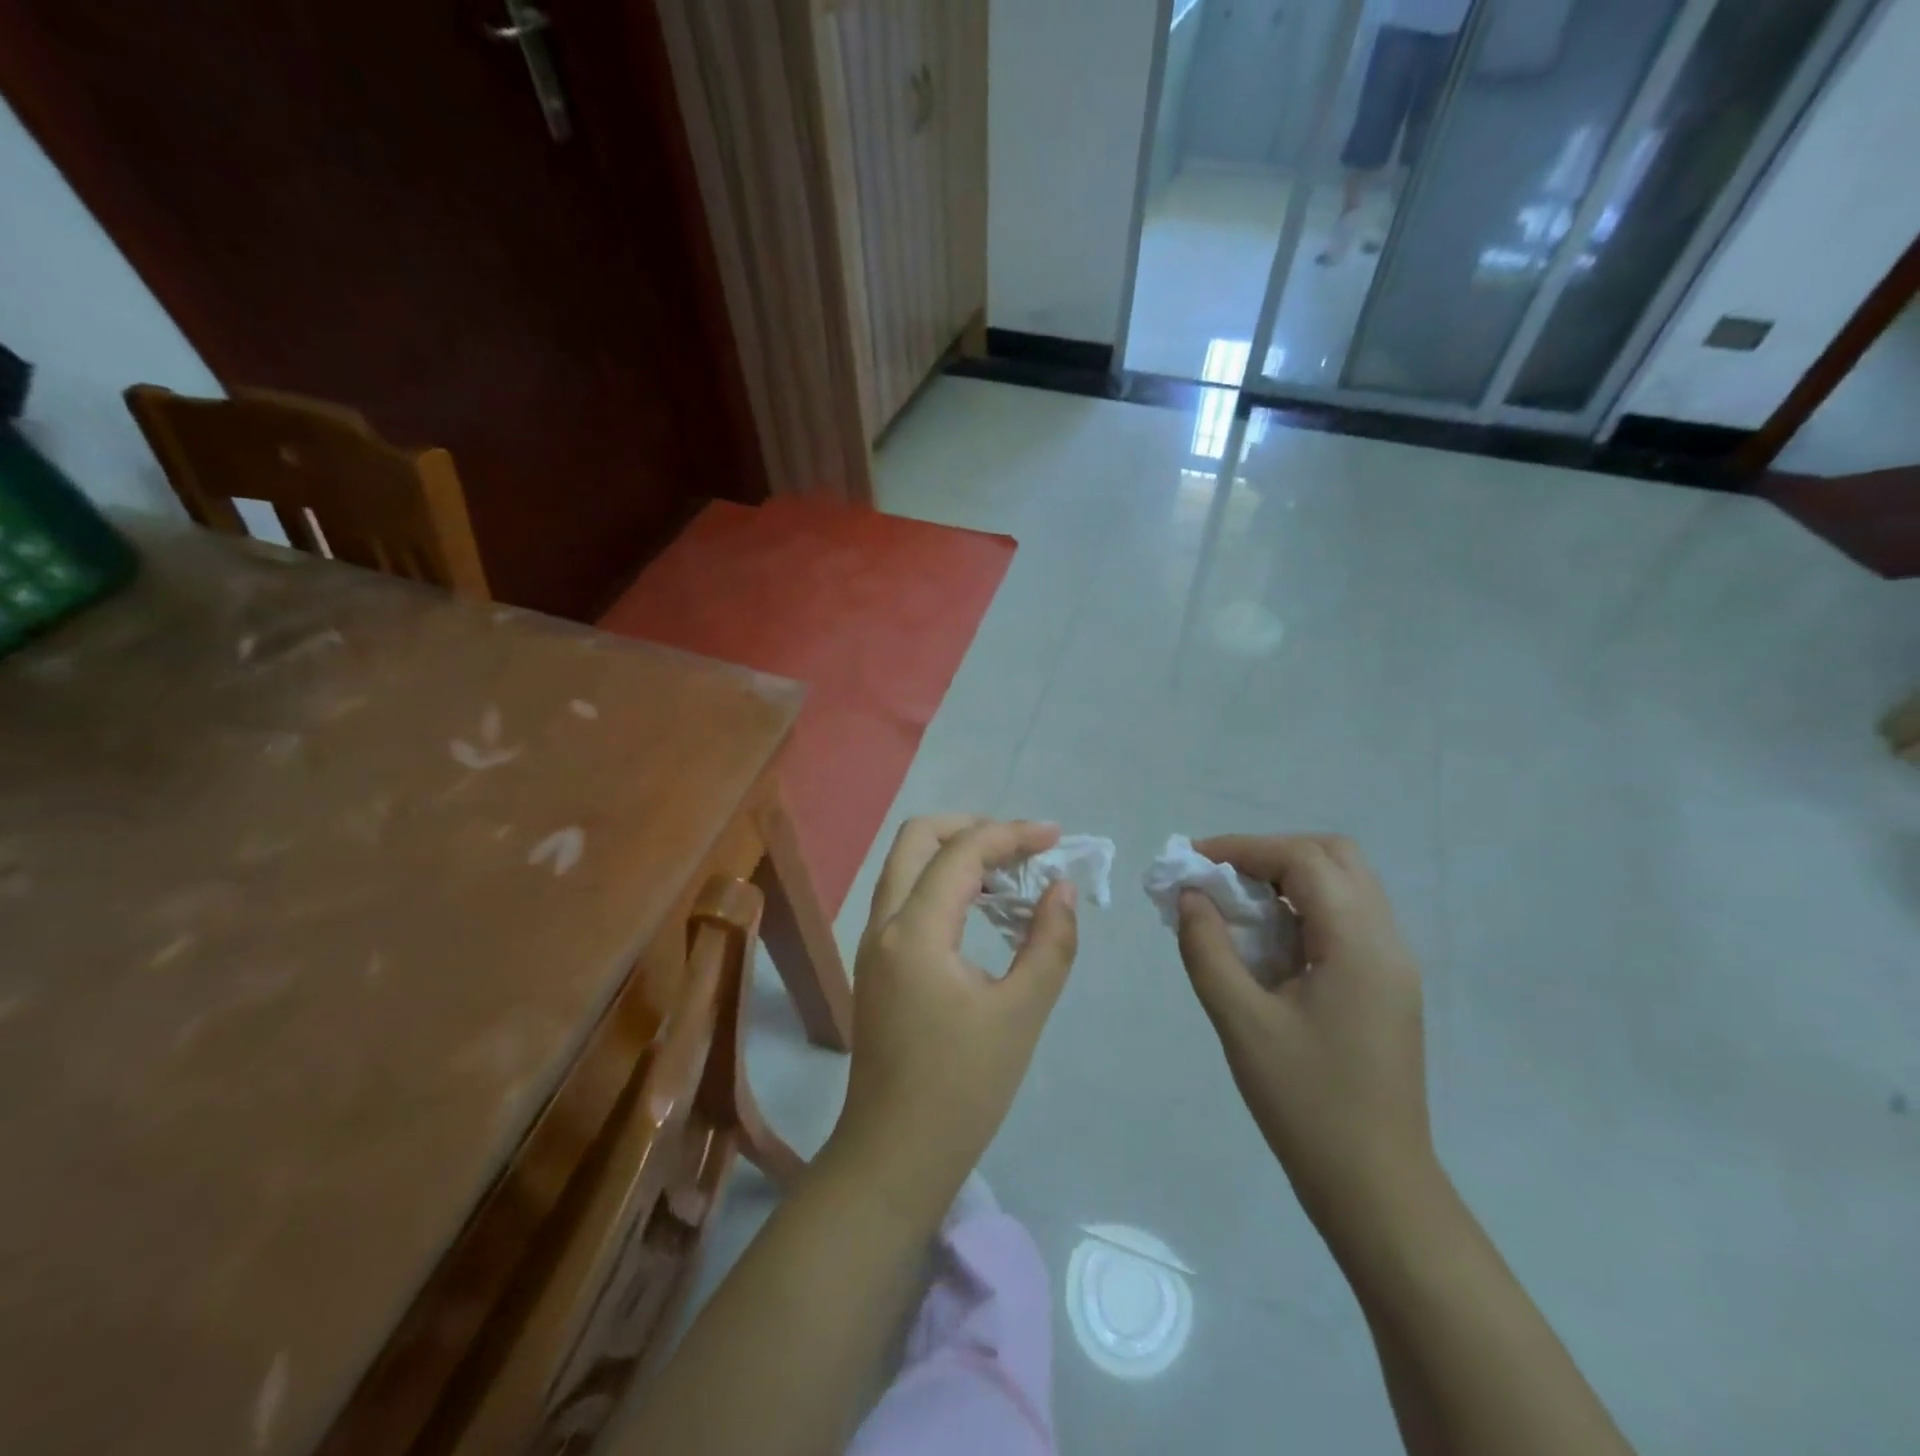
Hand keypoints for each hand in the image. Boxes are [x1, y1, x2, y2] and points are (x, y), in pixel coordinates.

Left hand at [824, 816, 1079, 1229]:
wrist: (895, 1154)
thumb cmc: (964, 1088)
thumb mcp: (1021, 1013)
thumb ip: (1049, 942)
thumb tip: (1061, 887)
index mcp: (915, 931)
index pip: (961, 853)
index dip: (1011, 835)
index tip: (1055, 837)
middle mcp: (883, 923)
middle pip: (916, 839)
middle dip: (971, 828)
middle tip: (1021, 845)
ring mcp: (872, 943)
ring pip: (905, 866)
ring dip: (954, 854)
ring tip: (1009, 873)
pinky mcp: (876, 963)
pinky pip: (905, 897)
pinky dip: (941, 883)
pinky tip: (981, 907)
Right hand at [1175, 834, 1433, 1232]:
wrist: (1374, 1187)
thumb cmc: (1305, 1103)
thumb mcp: (1241, 1022)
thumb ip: (1208, 949)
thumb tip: (1189, 897)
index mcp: (1359, 945)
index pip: (1304, 860)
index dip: (1244, 848)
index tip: (1192, 861)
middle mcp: (1387, 942)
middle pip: (1334, 857)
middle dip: (1271, 855)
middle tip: (1220, 879)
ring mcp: (1392, 965)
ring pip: (1344, 886)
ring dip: (1287, 880)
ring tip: (1235, 905)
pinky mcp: (1385, 987)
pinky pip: (1345, 921)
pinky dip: (1302, 910)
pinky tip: (1265, 942)